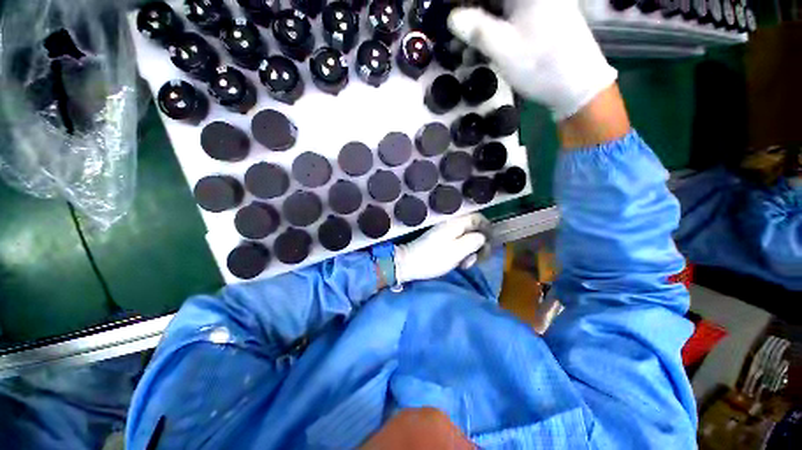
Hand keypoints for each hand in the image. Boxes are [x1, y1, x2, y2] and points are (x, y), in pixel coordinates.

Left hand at [394, 213, 490, 283]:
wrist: (409, 264)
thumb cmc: (434, 258)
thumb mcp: (458, 250)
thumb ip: (474, 241)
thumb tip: (482, 237)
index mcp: (455, 223)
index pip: (477, 217)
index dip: (488, 229)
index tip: (490, 244)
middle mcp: (451, 225)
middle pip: (473, 229)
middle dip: (478, 245)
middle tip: (475, 260)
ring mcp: (445, 233)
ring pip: (466, 239)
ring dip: (470, 252)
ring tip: (465, 265)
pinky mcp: (441, 242)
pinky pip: (457, 244)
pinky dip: (461, 254)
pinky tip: (459, 264)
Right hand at [448, 0, 616, 119]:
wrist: (576, 85)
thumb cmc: (541, 65)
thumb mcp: (504, 49)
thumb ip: (476, 30)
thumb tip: (452, 17)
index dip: (465, 3)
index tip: (452, 18)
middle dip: (470, 13)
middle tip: (454, 34)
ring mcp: (537, 3)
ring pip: (498, 7)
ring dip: (478, 24)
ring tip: (462, 47)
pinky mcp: (538, 17)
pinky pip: (508, 16)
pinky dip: (491, 29)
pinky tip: (479, 47)